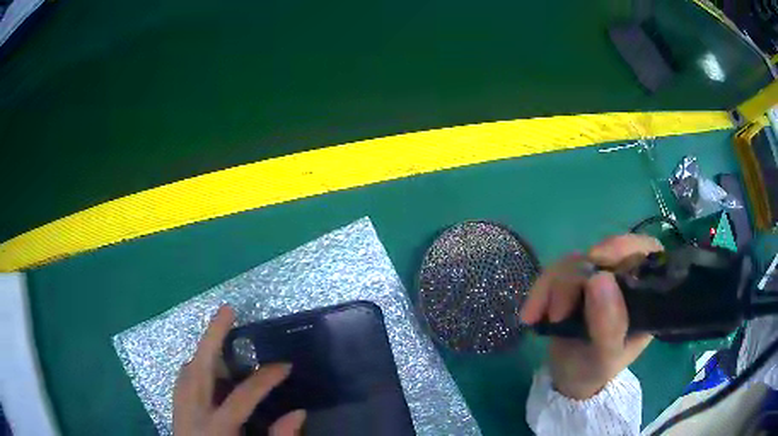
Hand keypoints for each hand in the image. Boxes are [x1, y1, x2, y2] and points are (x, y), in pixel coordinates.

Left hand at [173, 306, 305, 435]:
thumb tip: (298, 412)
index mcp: (216, 428)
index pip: (242, 396)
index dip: (266, 379)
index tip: (285, 366)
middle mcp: (193, 412)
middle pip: (199, 366)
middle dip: (212, 335)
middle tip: (227, 310)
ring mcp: (180, 409)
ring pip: (187, 369)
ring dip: (203, 350)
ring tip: (219, 336)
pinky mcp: (176, 411)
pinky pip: (182, 380)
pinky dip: (194, 368)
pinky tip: (204, 369)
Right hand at [520, 235, 662, 399]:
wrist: (568, 377)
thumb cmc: (595, 370)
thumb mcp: (606, 358)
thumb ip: (609, 326)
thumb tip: (599, 278)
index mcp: (645, 294)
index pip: (646, 252)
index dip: (625, 249)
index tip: (598, 263)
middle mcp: (625, 278)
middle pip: (605, 252)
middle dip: (575, 279)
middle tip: (558, 314)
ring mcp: (598, 276)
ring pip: (575, 260)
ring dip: (552, 287)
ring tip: (538, 319)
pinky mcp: (574, 279)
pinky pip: (555, 270)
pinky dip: (540, 290)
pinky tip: (530, 315)